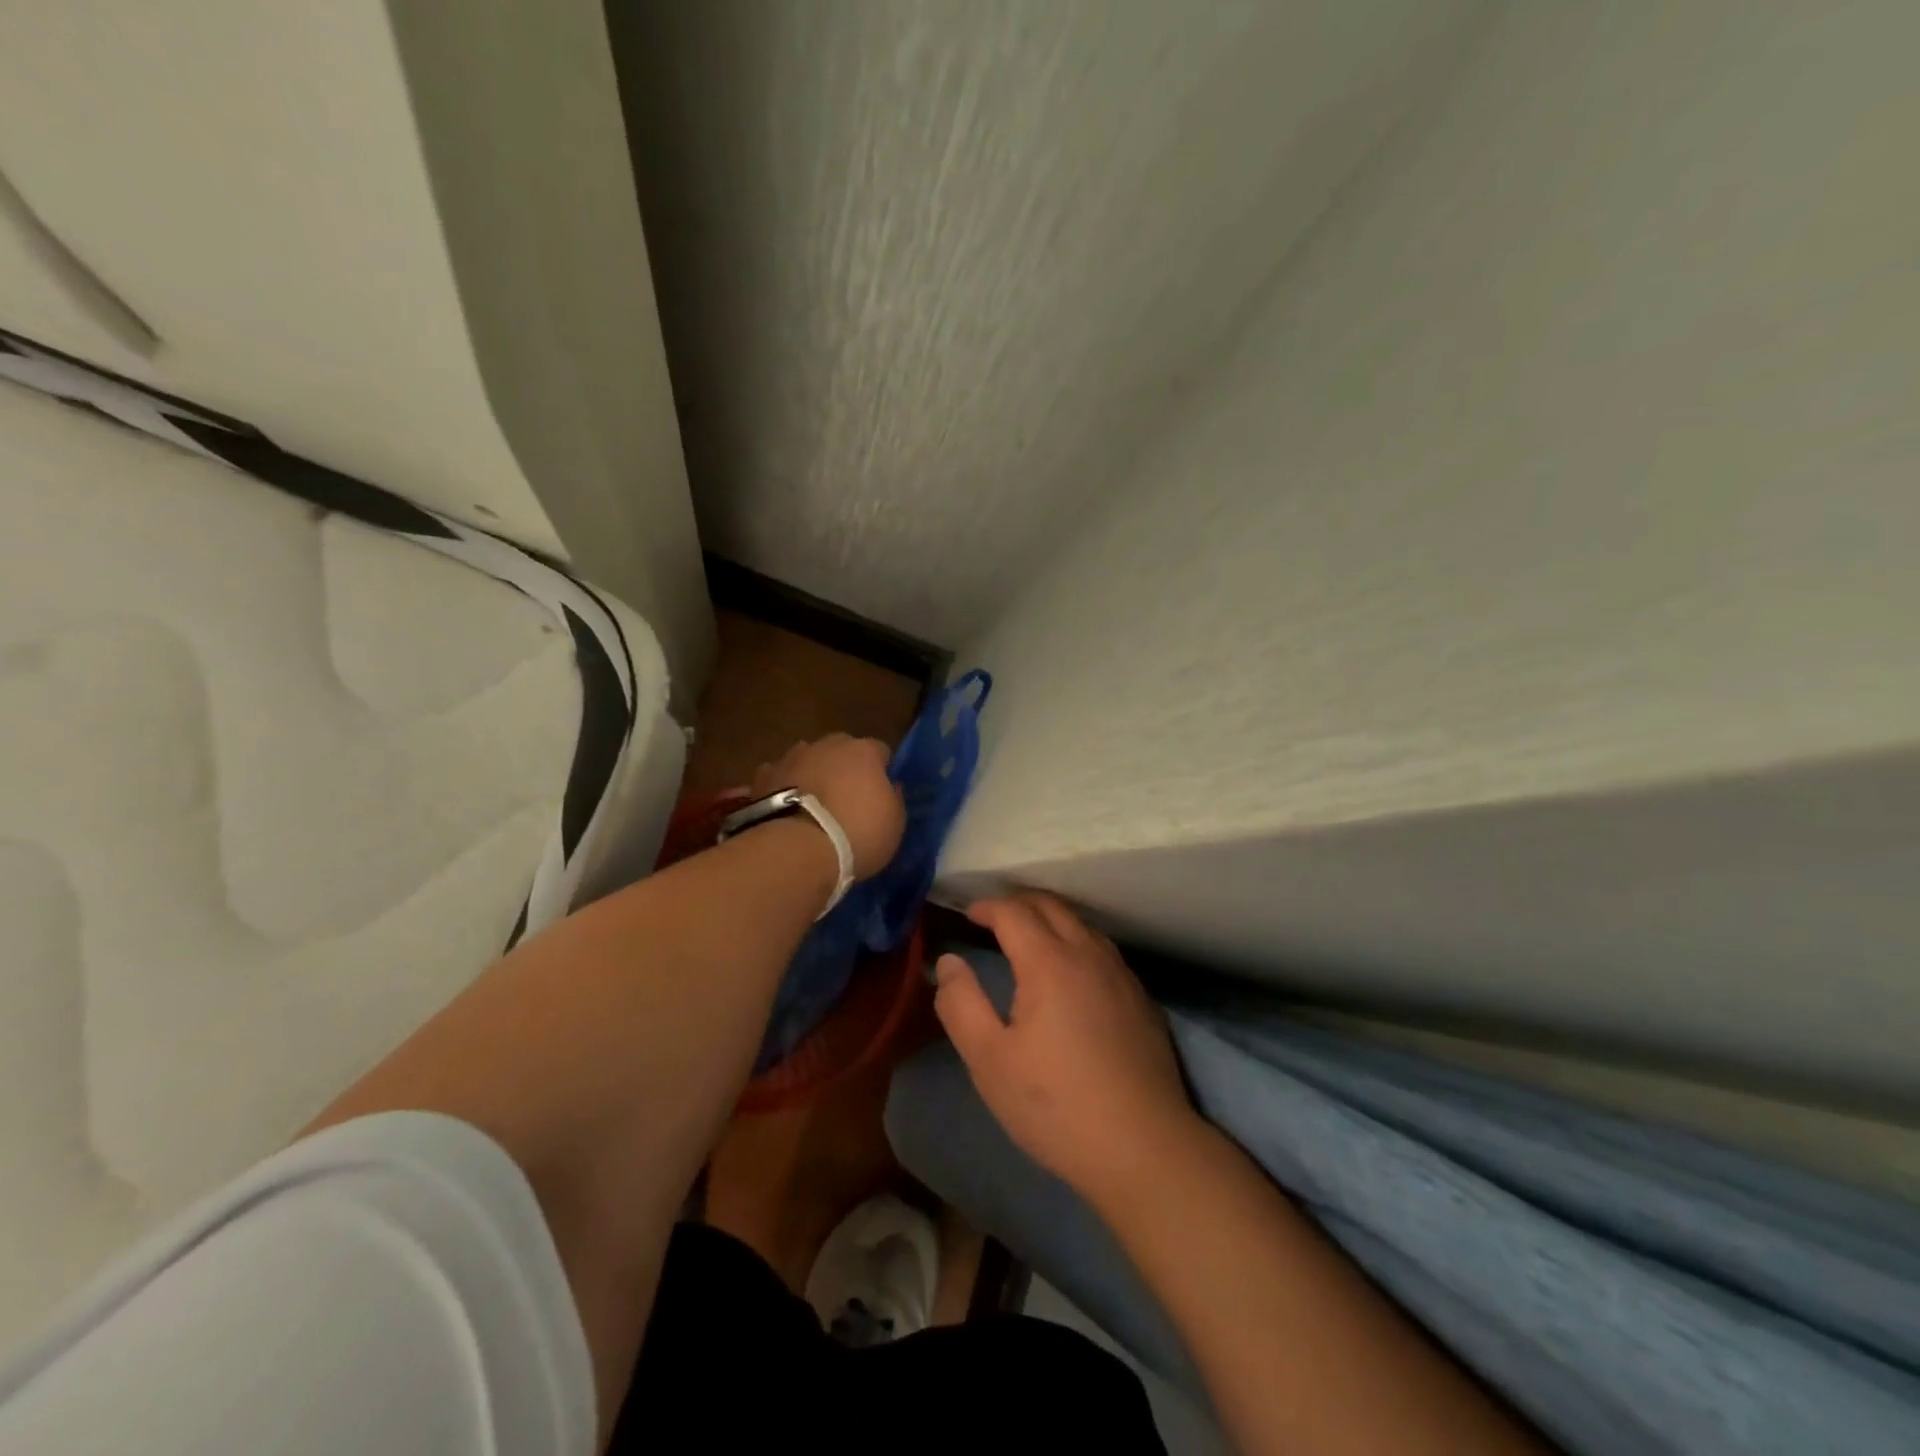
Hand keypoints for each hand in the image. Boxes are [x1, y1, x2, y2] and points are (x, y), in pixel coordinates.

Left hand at [749, 735, 904, 880]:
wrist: (797, 850)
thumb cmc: (857, 834)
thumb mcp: (894, 822)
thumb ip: (893, 797)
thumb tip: (889, 786)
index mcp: (864, 751)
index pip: (880, 751)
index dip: (881, 770)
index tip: (880, 792)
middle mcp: (827, 745)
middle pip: (841, 749)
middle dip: (844, 767)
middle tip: (845, 796)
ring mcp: (791, 758)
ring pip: (807, 759)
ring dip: (812, 773)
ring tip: (812, 804)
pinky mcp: (763, 778)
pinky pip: (778, 777)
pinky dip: (783, 787)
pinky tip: (784, 808)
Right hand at [933, 893, 1197, 1205]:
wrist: (1144, 1147)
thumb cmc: (1056, 1104)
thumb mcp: (989, 1060)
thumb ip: (961, 1004)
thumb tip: (949, 962)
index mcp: (1049, 962)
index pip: (1013, 912)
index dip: (987, 906)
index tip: (968, 913)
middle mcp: (1088, 954)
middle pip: (1051, 906)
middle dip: (1018, 903)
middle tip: (994, 918)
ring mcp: (1121, 975)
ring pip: (1082, 925)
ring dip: (1050, 919)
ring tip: (1028, 938)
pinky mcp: (1141, 999)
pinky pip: (1102, 950)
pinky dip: (1076, 942)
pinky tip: (1071, 974)